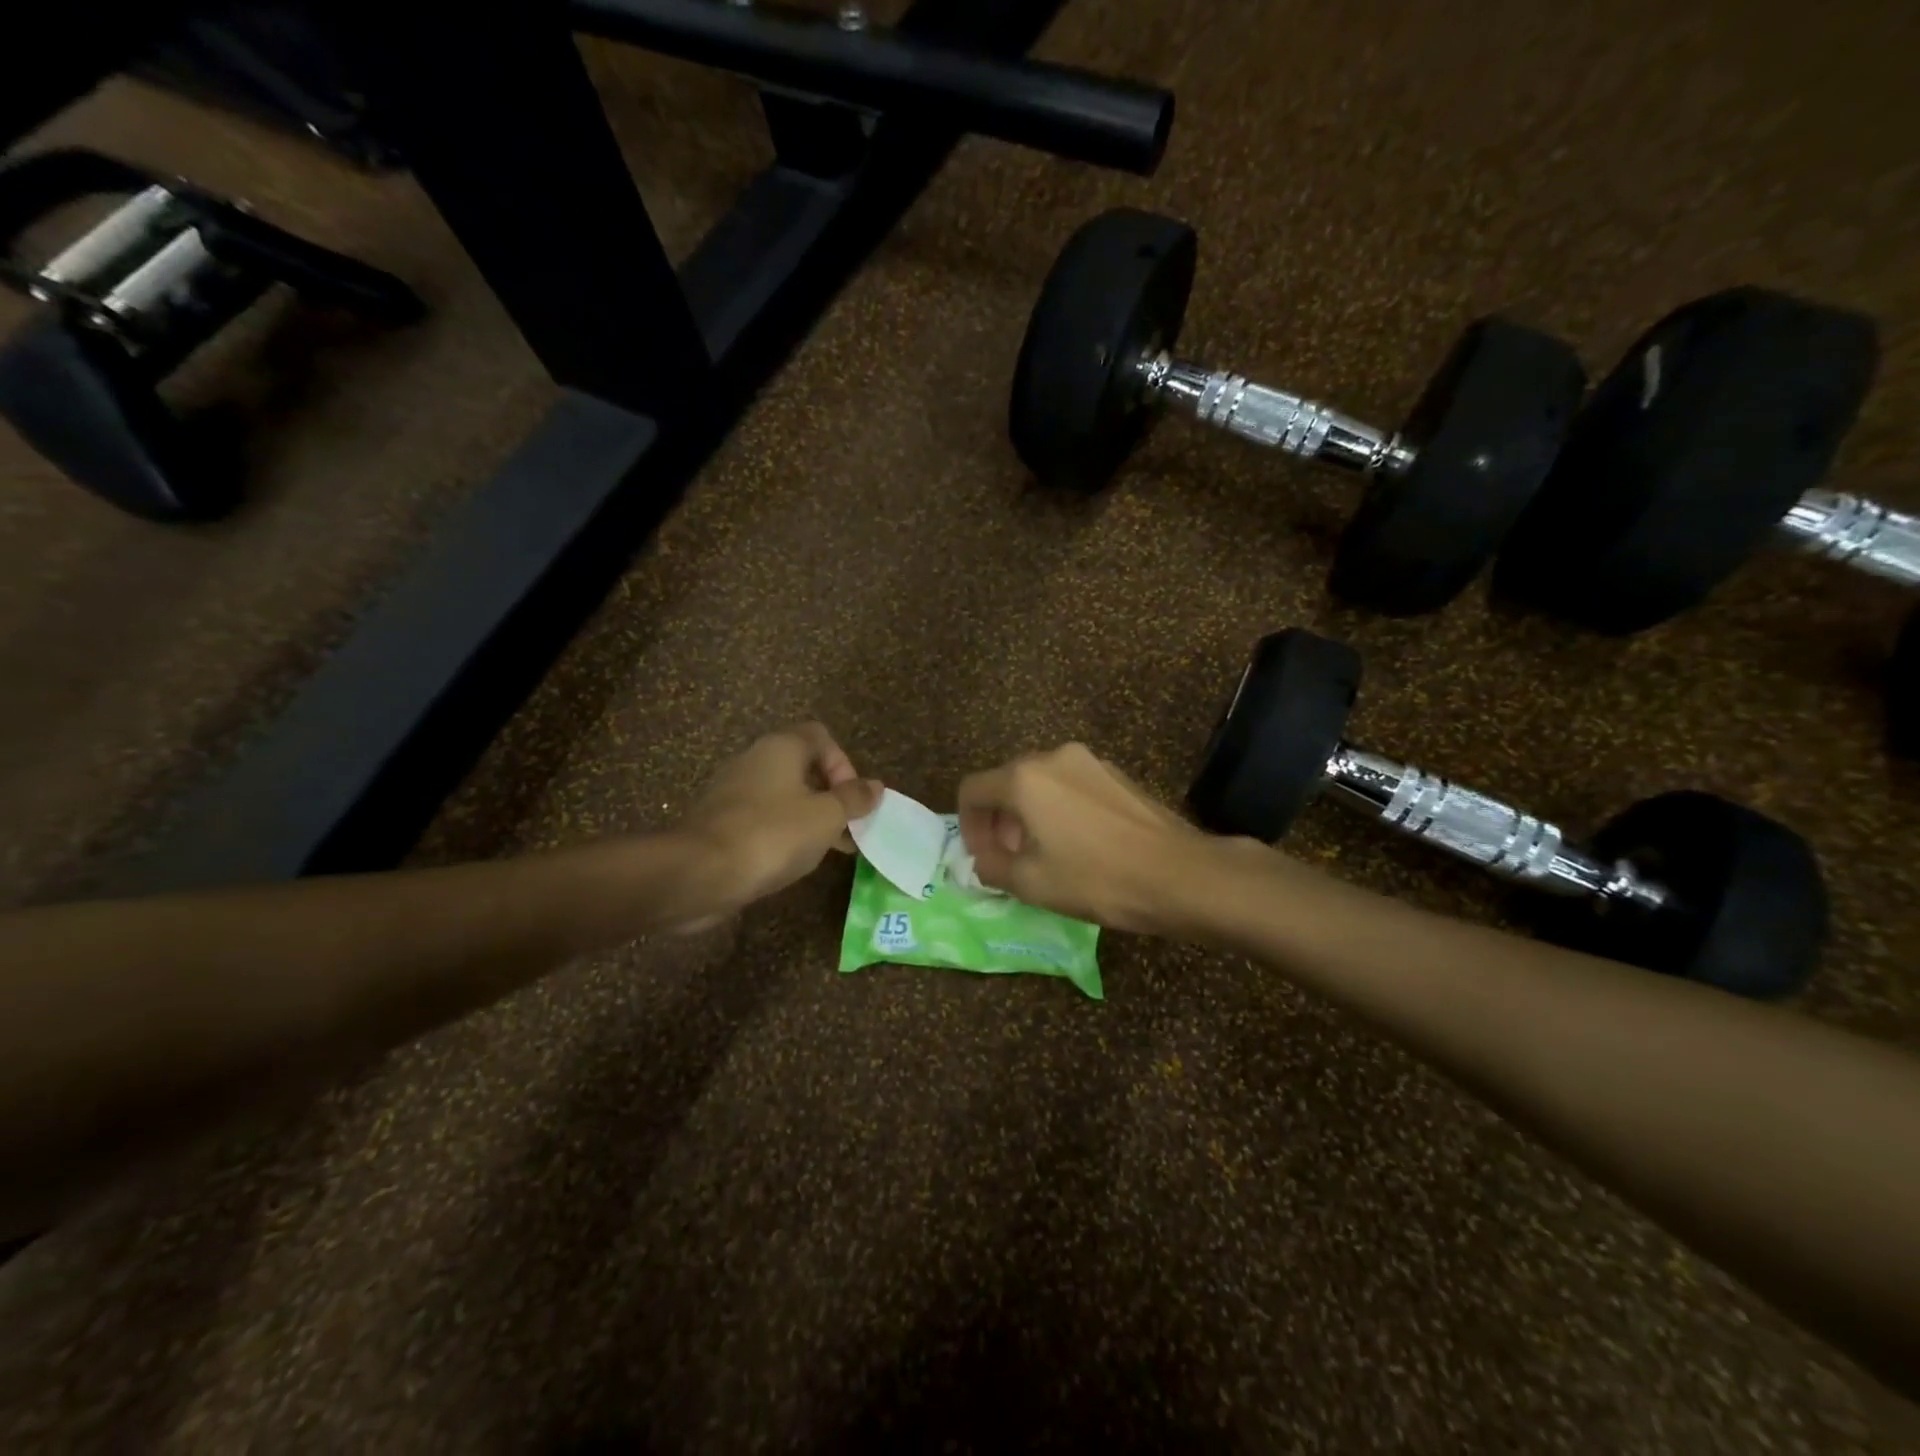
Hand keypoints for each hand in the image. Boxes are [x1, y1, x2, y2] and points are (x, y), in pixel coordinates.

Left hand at [672, 723, 881, 927]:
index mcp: (781, 747)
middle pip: (802, 765)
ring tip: (826, 849)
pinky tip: (791, 860)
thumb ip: (853, 799)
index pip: (821, 736)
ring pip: (783, 794)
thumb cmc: (772, 835)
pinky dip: (782, 832)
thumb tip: (875, 786)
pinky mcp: (719, 820)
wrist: (699, 873)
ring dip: (809, 816)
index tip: (851, 799)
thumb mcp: (826, 817)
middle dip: (830, 795)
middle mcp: (754, 759)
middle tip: (846, 827)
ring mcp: (732, 789)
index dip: (844, 764)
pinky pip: (762, 817)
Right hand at [957, 743, 1218, 934]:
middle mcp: (1053, 757)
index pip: (972, 790)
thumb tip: (983, 859)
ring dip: (1028, 816)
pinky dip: (1058, 810)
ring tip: (1043, 854)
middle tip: (1008, 859)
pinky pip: (1070, 786)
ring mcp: (1089, 762)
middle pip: (1006, 782)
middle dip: (998, 821)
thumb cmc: (1097, 879)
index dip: (967, 825)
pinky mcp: (1116, 774)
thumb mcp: (1032, 883)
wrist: (1180, 874)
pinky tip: (1078, 845)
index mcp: (1024, 778)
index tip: (981, 857)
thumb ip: (992, 867)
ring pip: (1040, 784)